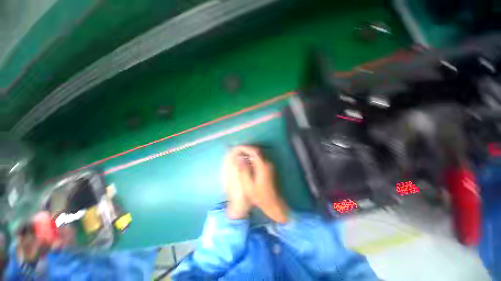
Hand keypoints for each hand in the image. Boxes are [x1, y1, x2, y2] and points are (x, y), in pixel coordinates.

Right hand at [229, 146, 288, 222]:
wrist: (272, 202)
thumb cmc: (259, 195)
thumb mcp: (248, 185)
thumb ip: (244, 170)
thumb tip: (239, 157)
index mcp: (262, 166)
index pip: (254, 151)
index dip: (246, 148)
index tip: (237, 148)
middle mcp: (267, 163)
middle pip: (257, 151)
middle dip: (247, 149)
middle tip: (238, 151)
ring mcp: (269, 165)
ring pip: (259, 154)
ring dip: (250, 153)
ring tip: (241, 155)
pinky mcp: (269, 168)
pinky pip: (260, 158)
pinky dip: (253, 157)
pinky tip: (247, 161)